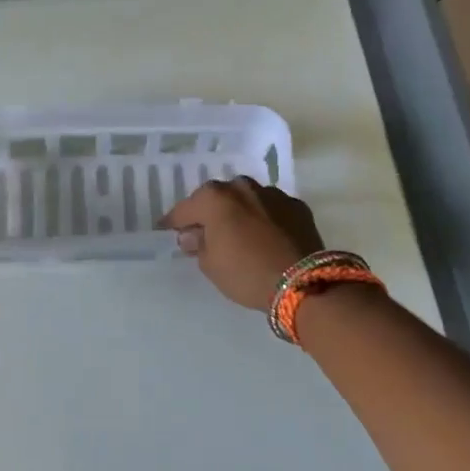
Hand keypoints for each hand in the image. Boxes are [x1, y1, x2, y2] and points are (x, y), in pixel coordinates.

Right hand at [160, 177, 324, 310]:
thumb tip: (193, 235)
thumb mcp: (210, 265)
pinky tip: (264, 235)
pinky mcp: (297, 206)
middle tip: (203, 231)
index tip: (166, 229)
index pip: (185, 208)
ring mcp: (272, 194)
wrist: (303, 282)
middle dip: (208, 212)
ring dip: (238, 211)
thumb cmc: (246, 273)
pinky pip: (271, 209)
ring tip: (236, 231)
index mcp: (215, 199)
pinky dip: (263, 218)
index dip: (174, 221)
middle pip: (217, 197)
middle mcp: (242, 187)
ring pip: (247, 199)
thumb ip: (198, 245)